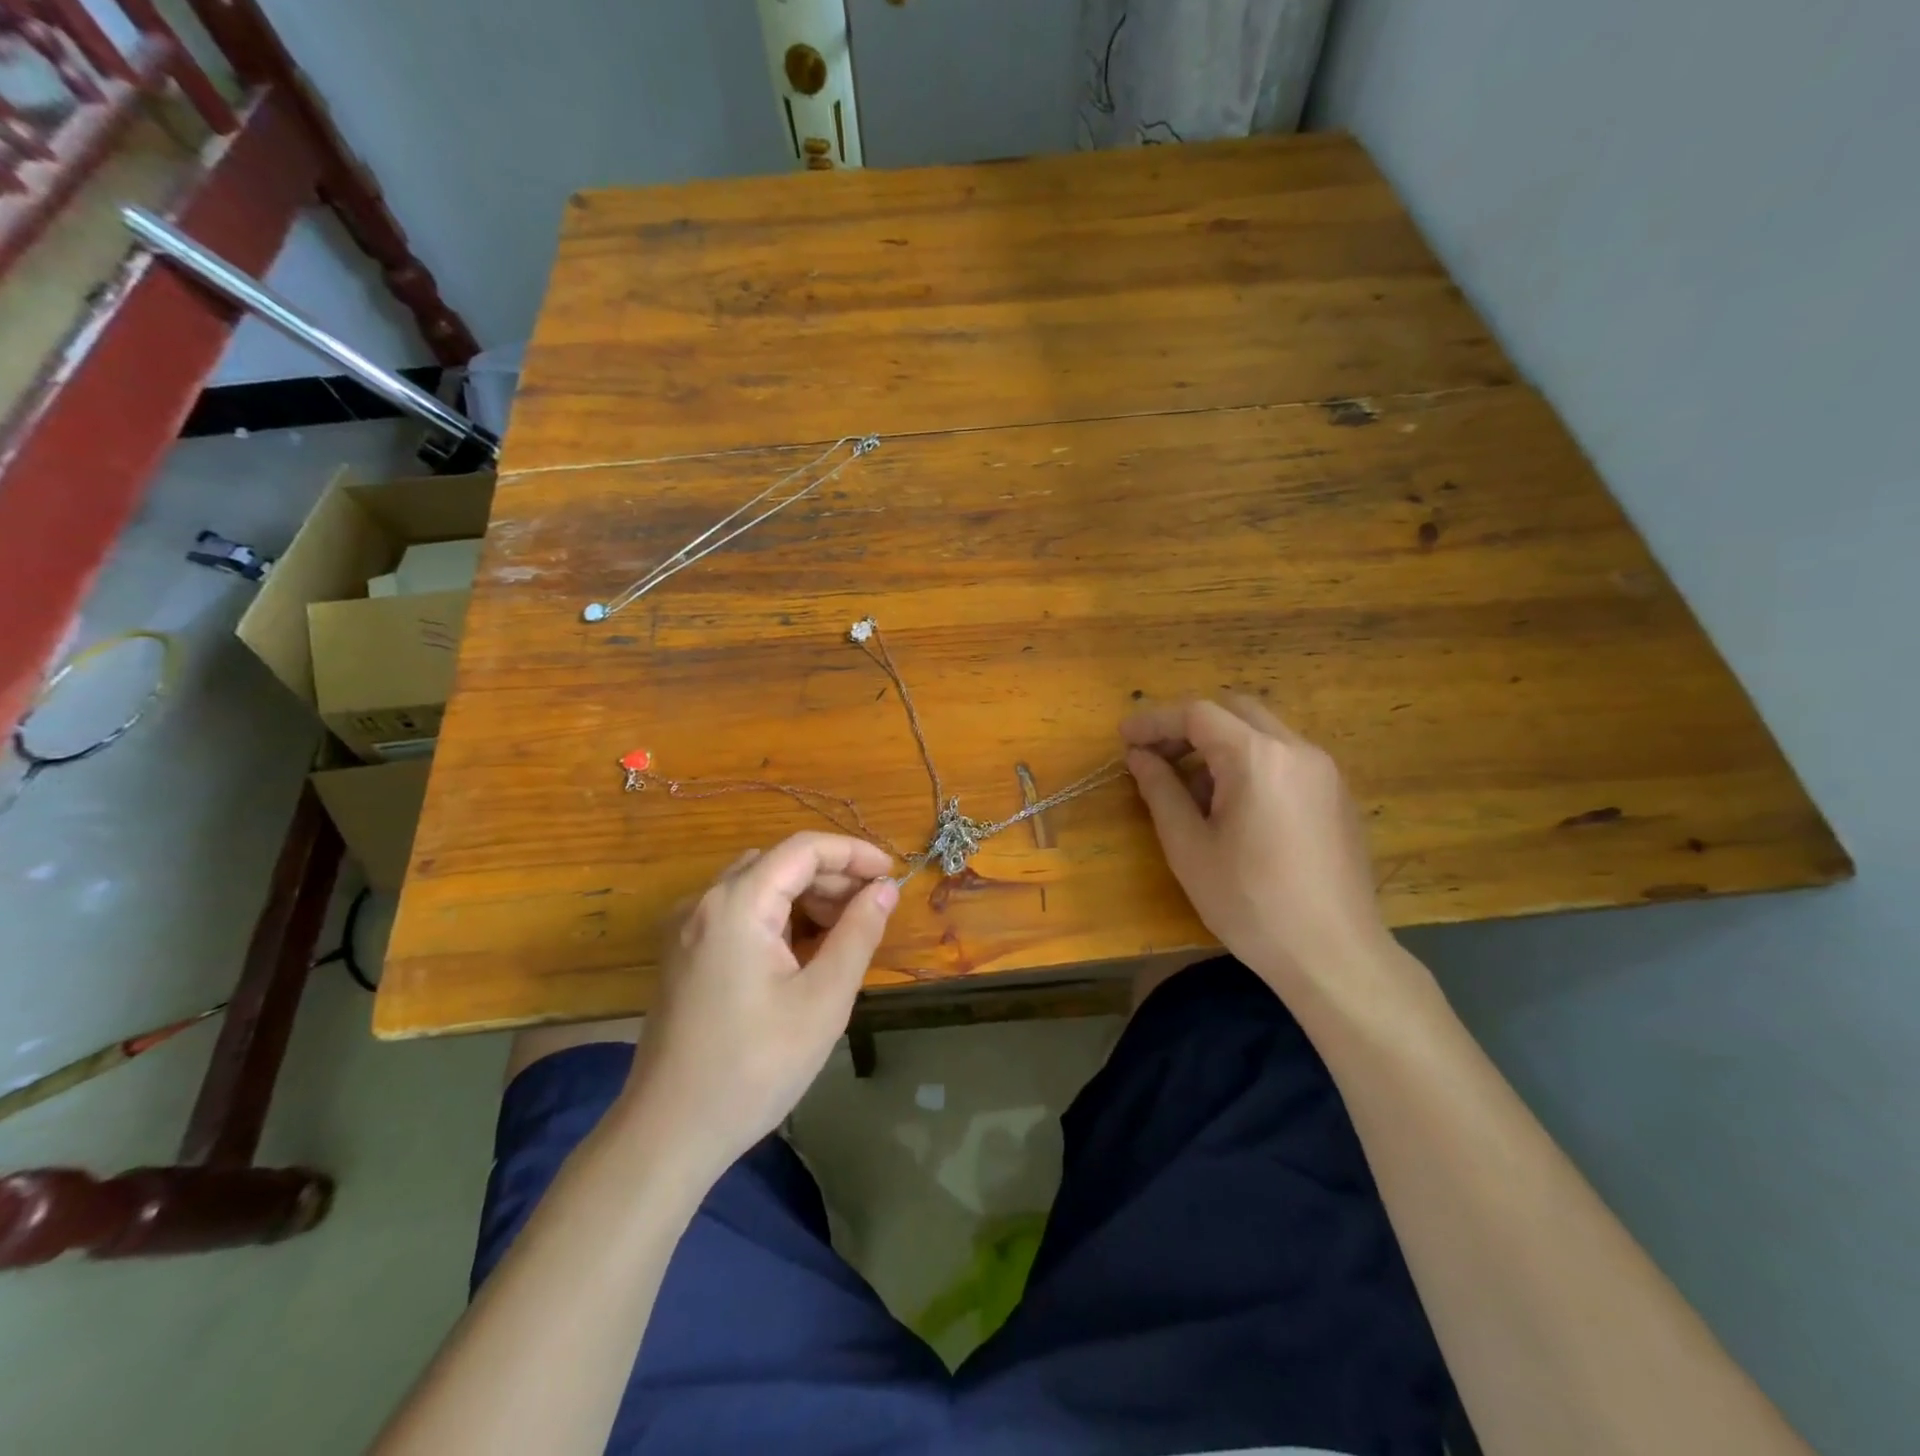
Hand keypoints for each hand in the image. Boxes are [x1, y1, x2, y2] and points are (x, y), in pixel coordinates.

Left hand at [618, 833, 897, 1174]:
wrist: (669, 1134)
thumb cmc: (754, 1067)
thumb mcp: (823, 1000)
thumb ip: (858, 934)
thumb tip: (884, 890)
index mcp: (736, 904)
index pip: (803, 849)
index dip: (853, 854)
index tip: (891, 875)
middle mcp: (704, 903)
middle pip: (778, 864)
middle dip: (831, 878)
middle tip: (873, 910)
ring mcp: (687, 929)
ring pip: (758, 886)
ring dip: (805, 897)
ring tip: (844, 932)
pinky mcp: (683, 954)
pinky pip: (738, 913)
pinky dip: (777, 918)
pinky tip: (803, 953)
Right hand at [1121, 697, 1400, 1006]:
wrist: (1334, 955)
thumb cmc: (1250, 903)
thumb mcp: (1189, 848)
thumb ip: (1160, 791)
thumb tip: (1139, 757)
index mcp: (1258, 758)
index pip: (1197, 714)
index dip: (1155, 722)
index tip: (1124, 740)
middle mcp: (1297, 750)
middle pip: (1234, 711)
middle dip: (1189, 727)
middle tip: (1156, 758)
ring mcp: (1325, 770)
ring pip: (1262, 732)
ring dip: (1220, 745)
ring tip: (1191, 791)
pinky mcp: (1337, 794)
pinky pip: (1285, 757)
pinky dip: (1250, 762)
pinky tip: (1233, 808)